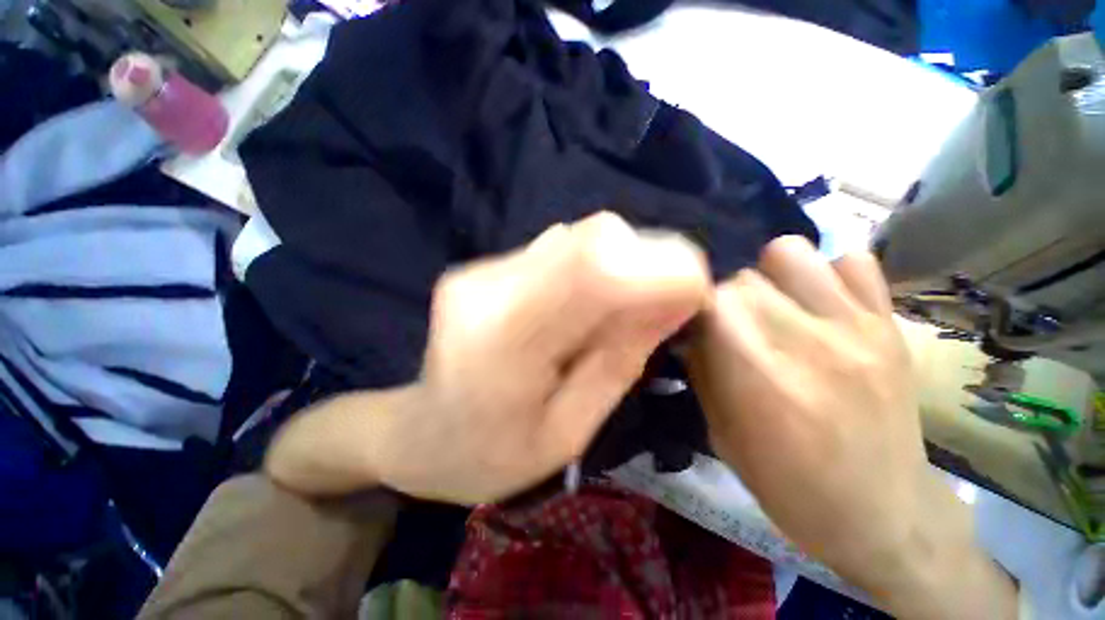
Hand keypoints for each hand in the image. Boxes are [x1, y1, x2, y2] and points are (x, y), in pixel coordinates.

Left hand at [267, 212, 710, 504]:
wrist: (421, 434)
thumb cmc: (492, 454)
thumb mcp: (571, 430)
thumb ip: (620, 358)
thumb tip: (674, 296)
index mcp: (504, 346)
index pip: (595, 273)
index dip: (660, 268)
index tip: (698, 290)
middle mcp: (488, 289)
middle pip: (591, 240)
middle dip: (647, 261)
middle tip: (665, 303)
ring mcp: (480, 270)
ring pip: (578, 237)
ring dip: (621, 264)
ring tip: (620, 312)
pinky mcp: (484, 266)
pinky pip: (557, 249)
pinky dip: (591, 268)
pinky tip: (583, 304)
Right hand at [687, 236, 1016, 618]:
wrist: (884, 513)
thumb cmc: (789, 483)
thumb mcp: (722, 433)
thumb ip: (702, 369)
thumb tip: (688, 328)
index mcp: (759, 375)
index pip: (711, 299)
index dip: (694, 305)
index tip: (692, 323)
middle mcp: (808, 340)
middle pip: (743, 276)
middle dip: (725, 296)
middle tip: (730, 323)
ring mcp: (857, 326)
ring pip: (789, 252)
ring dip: (768, 274)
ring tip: (773, 303)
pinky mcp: (889, 324)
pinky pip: (852, 261)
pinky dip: (827, 273)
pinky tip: (819, 302)